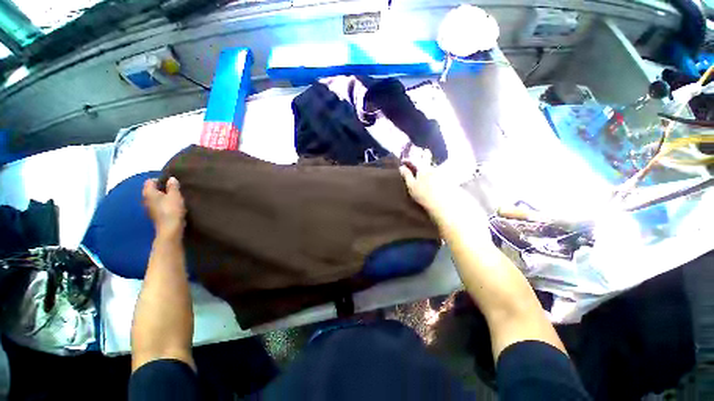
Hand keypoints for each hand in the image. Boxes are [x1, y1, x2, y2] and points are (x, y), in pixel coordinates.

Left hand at [143, 177, 185, 237]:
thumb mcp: (175, 195)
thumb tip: (171, 178)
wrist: (170, 228)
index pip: (150, 181)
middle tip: (174, 189)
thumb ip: (173, 186)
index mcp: (148, 192)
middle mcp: (145, 199)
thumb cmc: (172, 209)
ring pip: (155, 198)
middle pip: (152, 190)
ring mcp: (149, 208)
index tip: (171, 182)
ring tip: (175, 197)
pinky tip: (173, 206)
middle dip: (162, 188)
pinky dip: (164, 204)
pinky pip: (158, 205)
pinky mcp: (155, 215)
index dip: (160, 179)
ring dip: (164, 196)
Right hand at [399, 148, 452, 214]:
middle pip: (428, 159)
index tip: (405, 159)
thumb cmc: (423, 195)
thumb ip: (407, 176)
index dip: (409, 159)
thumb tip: (401, 167)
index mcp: (422, 170)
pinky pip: (442, 170)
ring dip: (431, 161)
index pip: (415, 160)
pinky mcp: (447, 178)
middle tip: (424, 151)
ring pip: (435, 164)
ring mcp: (441, 172)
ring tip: (430, 160)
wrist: (442, 203)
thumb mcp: (411, 186)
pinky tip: (439, 171)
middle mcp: (432, 168)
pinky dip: (439, 168)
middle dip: (425, 154)